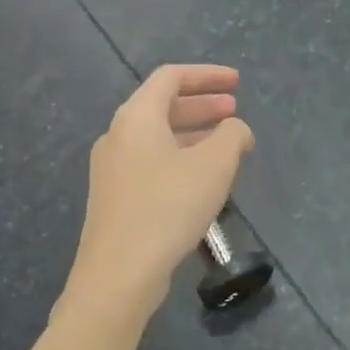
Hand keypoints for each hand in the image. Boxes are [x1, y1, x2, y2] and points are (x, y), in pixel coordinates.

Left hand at [66, 65, 253, 316]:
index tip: (237, 82)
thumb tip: (236, 129)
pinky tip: (202, 180)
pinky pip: (151, 163)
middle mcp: (118, 136)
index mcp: (137, 118)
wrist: (118, 274)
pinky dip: (180, 158)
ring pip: (157, 138)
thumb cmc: (168, 207)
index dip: (207, 75)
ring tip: (226, 145)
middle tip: (234, 111)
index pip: (171, 77)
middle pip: (162, 106)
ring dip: (193, 134)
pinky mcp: (115, 198)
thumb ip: (232, 135)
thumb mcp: (214, 165)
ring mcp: (112, 169)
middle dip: (202, 105)